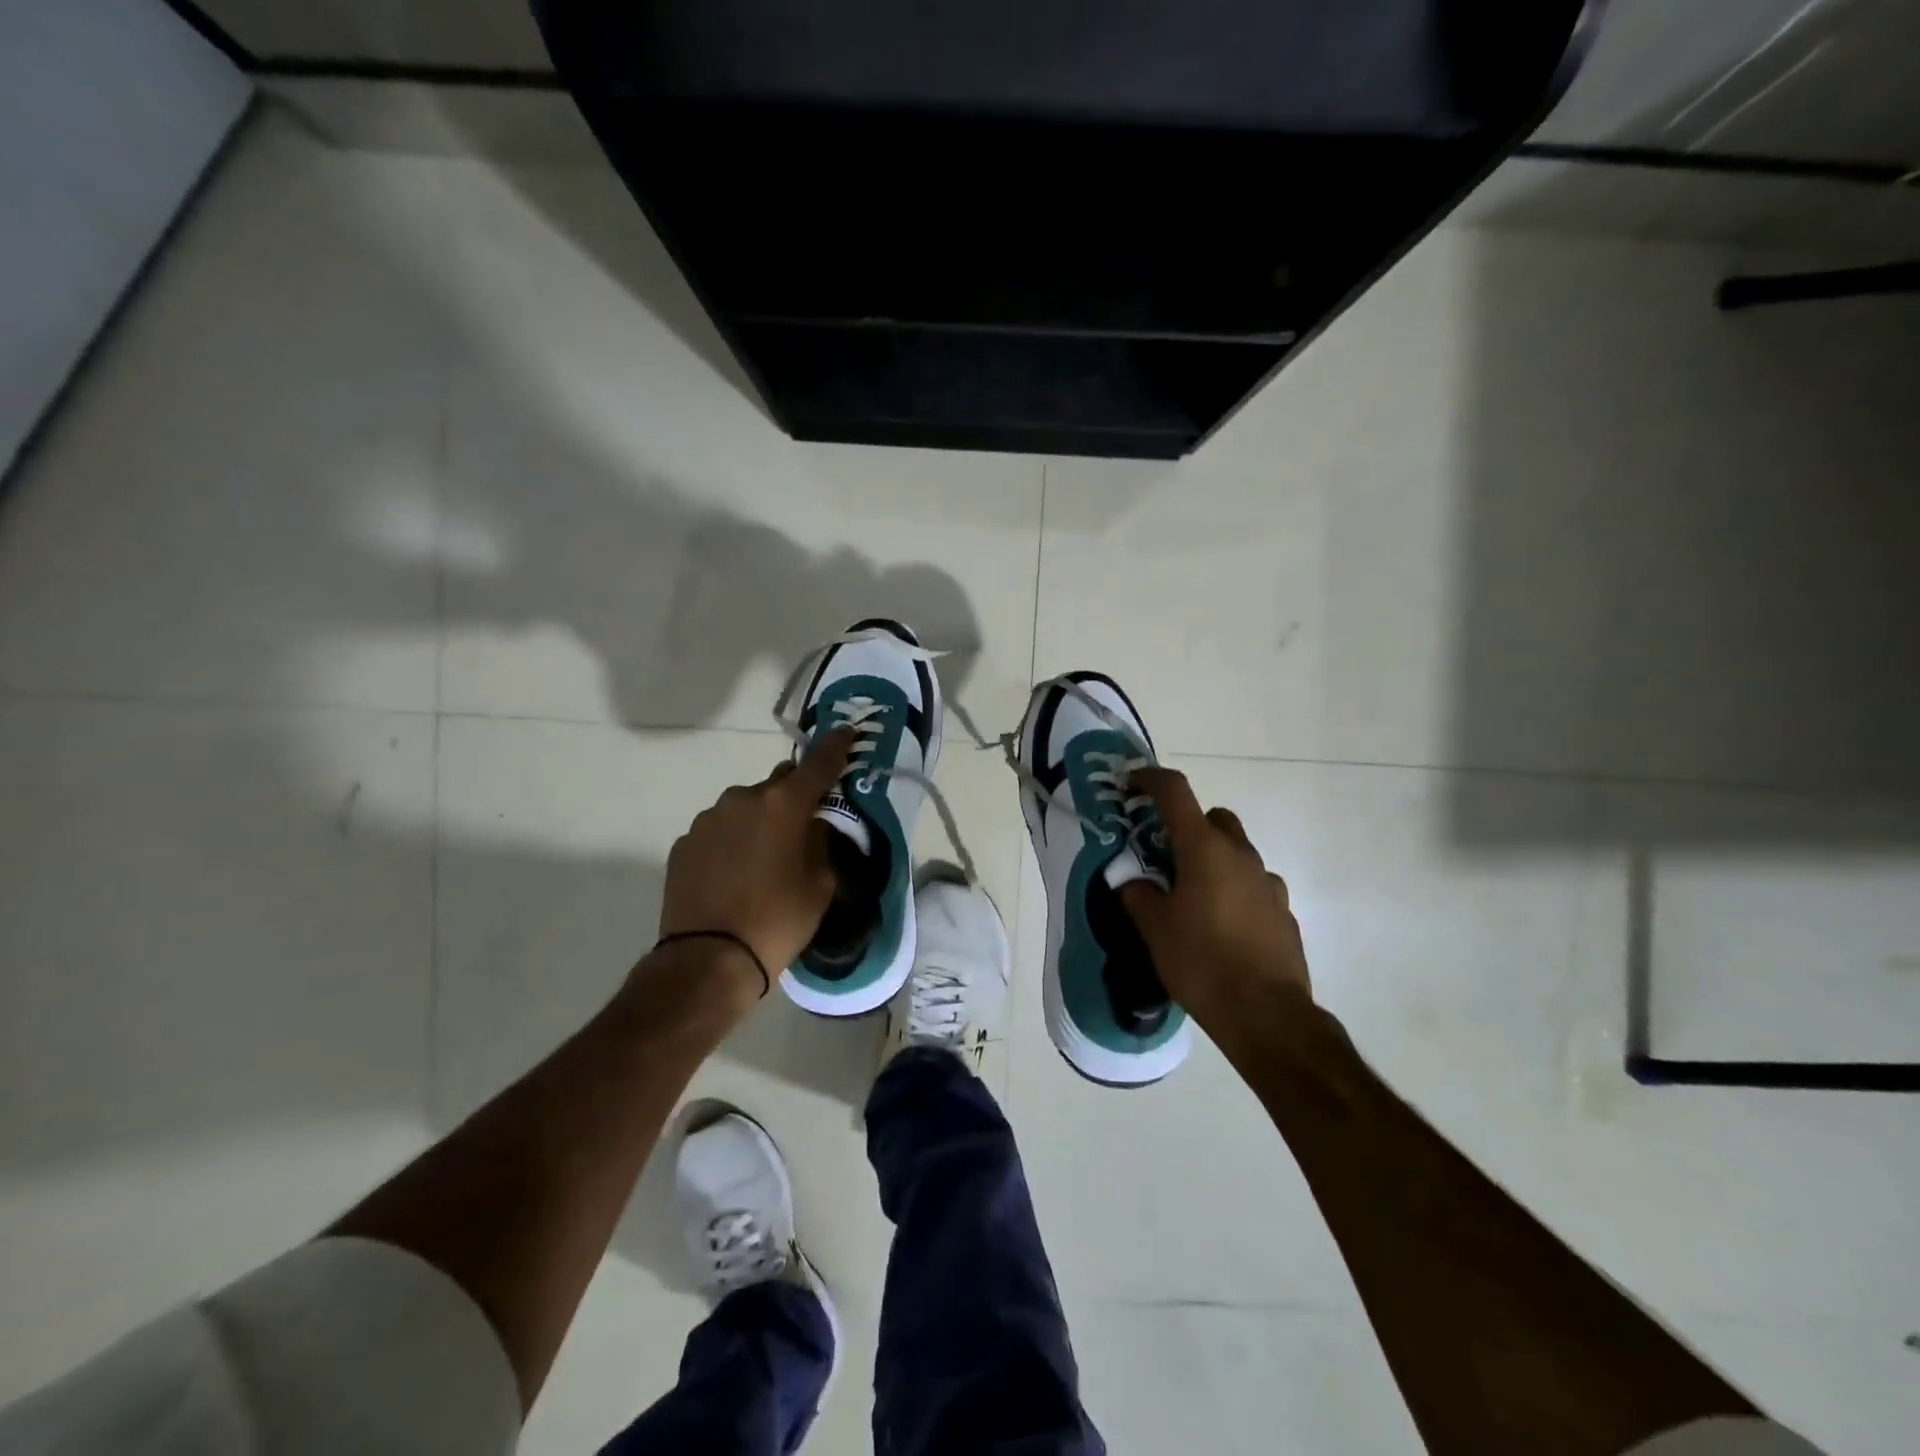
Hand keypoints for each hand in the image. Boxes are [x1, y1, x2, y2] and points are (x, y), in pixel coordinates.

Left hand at [657, 728, 854, 991]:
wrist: (708, 960)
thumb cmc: (777, 921)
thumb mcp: (820, 884)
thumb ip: (821, 842)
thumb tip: (813, 825)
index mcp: (784, 804)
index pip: (818, 762)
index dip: (836, 746)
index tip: (846, 732)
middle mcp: (743, 799)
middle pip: (778, 784)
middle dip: (793, 798)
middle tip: (803, 827)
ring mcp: (708, 819)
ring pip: (745, 807)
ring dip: (760, 821)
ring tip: (764, 860)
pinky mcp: (685, 842)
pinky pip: (720, 830)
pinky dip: (732, 841)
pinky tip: (735, 873)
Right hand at [1120, 767, 1312, 1031]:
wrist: (1266, 1014)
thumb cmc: (1201, 962)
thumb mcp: (1153, 928)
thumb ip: (1138, 893)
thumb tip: (1133, 880)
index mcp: (1204, 849)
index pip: (1175, 792)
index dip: (1149, 780)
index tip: (1131, 786)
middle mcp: (1240, 855)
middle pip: (1213, 818)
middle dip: (1187, 826)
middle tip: (1164, 855)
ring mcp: (1268, 882)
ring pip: (1236, 852)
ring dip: (1212, 859)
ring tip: (1191, 897)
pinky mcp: (1283, 910)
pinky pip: (1252, 884)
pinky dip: (1233, 889)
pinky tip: (1221, 924)